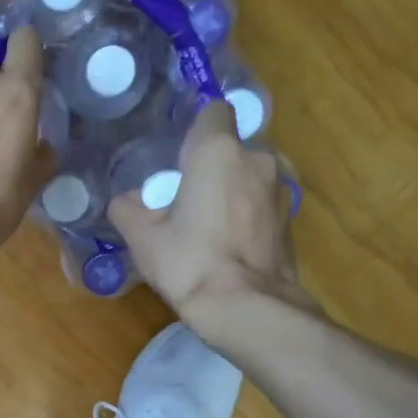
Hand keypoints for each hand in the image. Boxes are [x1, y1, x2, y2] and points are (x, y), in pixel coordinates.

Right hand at [108, 99, 317, 320]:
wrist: (245, 307)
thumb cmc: (189, 262)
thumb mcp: (142, 237)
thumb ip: (128, 208)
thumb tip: (127, 200)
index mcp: (218, 152)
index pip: (214, 110)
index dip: (196, 129)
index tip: (179, 155)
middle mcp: (256, 159)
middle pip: (231, 147)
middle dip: (212, 165)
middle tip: (186, 196)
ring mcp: (280, 189)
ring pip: (249, 175)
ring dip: (232, 190)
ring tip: (208, 224)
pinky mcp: (290, 219)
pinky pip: (262, 203)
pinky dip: (247, 214)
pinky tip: (228, 243)